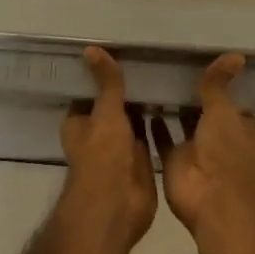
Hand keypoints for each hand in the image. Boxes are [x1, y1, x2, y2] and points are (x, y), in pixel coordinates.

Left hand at [58, 47, 157, 249]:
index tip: (119, 51)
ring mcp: (120, 148)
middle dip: (127, 89)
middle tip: (150, 59)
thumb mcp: (105, 112)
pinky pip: (150, 134)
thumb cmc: (103, 155)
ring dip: (144, 105)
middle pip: (113, 105)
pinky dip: (159, 122)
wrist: (118, 206)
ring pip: (132, 119)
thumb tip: (91, 47)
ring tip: (164, 73)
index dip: (102, 75)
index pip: (90, 91)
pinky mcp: (141, 160)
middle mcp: (98, 134)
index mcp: (79, 122)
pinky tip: (175, 102)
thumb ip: (106, 82)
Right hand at [151, 55, 254, 248]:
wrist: (212, 202)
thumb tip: (236, 53)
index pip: (233, 103)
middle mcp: (220, 139)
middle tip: (169, 66)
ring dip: (172, 110)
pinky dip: (153, 126)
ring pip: (183, 125)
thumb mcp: (224, 110)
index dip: (222, 88)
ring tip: (151, 79)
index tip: (203, 65)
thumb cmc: (227, 153)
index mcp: (242, 128)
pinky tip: (138, 104)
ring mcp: (197, 151)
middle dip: (192, 97)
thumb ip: (220, 83)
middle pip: (206, 113)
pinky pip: (162, 139)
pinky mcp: (174, 162)